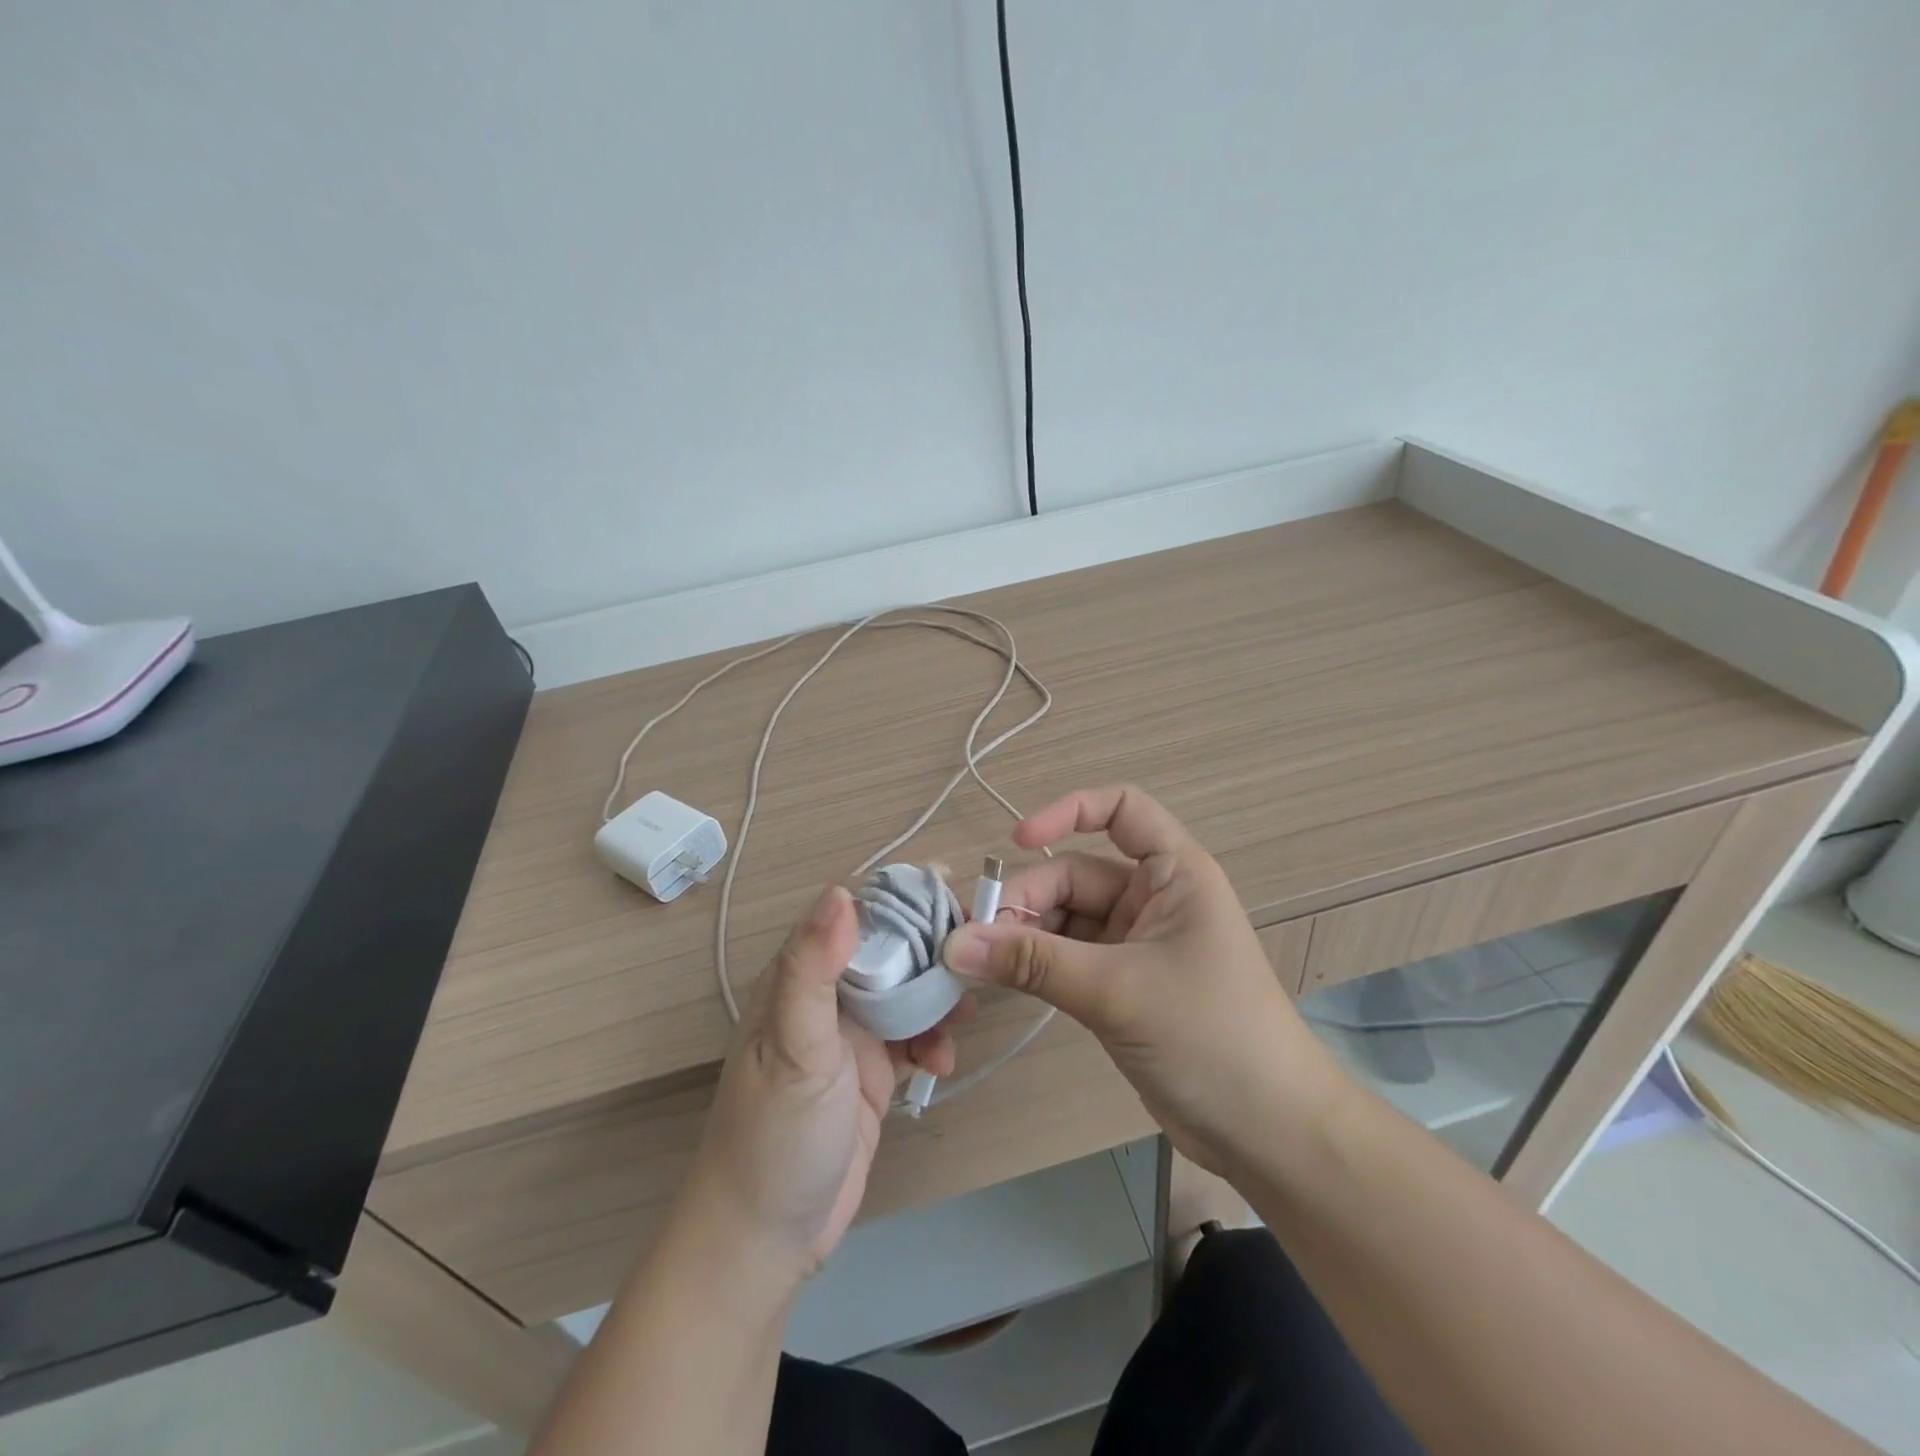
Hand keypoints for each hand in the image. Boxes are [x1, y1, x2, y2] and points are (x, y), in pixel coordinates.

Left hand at [677, 885, 955, 1283]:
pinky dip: (934, 1042)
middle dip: (931, 948)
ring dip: (938, 997)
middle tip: (975, 955)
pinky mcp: (873, 1073)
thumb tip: (842, 891)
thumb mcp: (793, 1048)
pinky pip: (914, 1038)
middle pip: (888, 950)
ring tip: (965, 1014)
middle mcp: (825, 997)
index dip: (899, 897)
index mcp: (798, 978)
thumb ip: (812, 969)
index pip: (853, 914)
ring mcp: (851, 1036)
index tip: (949, 888)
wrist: (766, 1240)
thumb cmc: (774, 1136)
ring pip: (907, 992)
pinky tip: (943, 1063)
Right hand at [941, 785, 1343, 1172]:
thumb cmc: (1210, 1036)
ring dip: (1022, 935)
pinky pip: (1065, 958)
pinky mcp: (1119, 985)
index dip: (1070, 811)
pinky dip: (1033, 965)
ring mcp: (1135, 944)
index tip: (1017, 839)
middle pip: (1075, 875)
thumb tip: (954, 943)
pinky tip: (999, 978)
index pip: (1122, 810)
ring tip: (974, 960)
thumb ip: (1033, 963)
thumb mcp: (1117, 991)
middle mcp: (1153, 898)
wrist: (1267, 1133)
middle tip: (971, 935)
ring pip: (1064, 919)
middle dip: (1026, 898)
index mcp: (1174, 873)